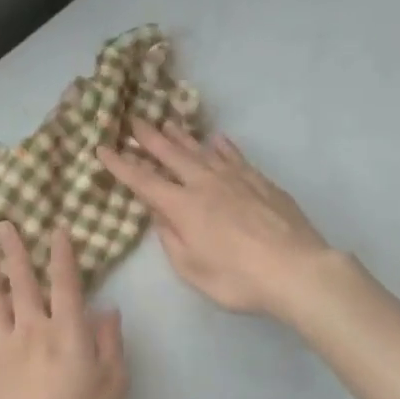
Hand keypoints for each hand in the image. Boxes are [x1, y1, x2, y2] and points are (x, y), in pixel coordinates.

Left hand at [0, 222, 127, 398]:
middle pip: (23, 280)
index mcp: (68, 331)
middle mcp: (35, 327)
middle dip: (15, 250)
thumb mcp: (112, 389)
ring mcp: (6, 342)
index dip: (62, 254)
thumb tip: (107, 309)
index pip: (66, 282)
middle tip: (4, 224)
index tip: (56, 229)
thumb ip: (110, 345)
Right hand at [98, 122, 335, 320]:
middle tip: (133, 120)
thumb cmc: (238, 278)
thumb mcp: (192, 268)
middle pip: (171, 155)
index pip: (143, 181)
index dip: (120, 165)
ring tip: (168, 124)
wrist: (296, 268)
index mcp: (183, 206)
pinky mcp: (260, 181)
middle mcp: (205, 184)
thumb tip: (158, 211)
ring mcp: (235, 178)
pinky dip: (223, 147)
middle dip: (149, 138)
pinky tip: (217, 140)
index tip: (102, 149)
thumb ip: (171, 237)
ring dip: (182, 137)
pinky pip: (235, 157)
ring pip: (202, 150)